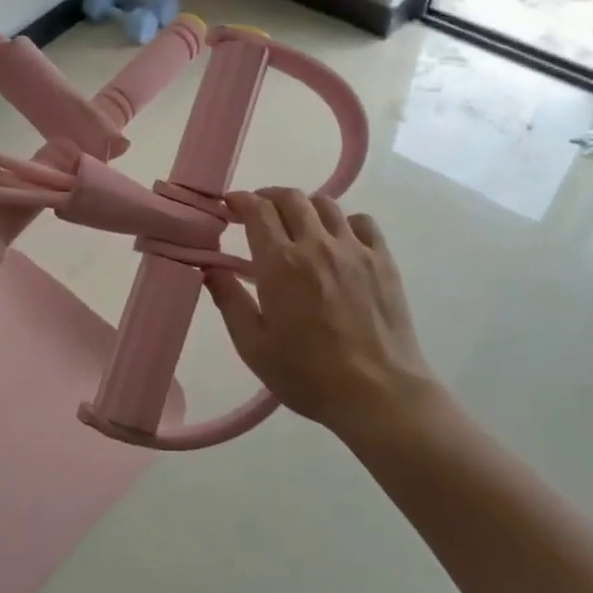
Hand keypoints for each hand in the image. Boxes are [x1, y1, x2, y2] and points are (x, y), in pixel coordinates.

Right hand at [205, 188, 431, 435]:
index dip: (239, 200)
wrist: (378, 395)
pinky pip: (362, 221)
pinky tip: (337, 240)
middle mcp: (316, 245)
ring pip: (326, 204)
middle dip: (268, 197)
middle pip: (290, 198)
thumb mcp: (254, 347)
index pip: (257, 210)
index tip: (229, 206)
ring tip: (296, 224)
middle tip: (257, 213)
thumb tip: (210, 268)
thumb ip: (229, 301)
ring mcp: (354, 249)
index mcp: (281, 264)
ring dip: (304, 206)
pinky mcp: (383, 260)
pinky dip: (343, 221)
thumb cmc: (308, 375)